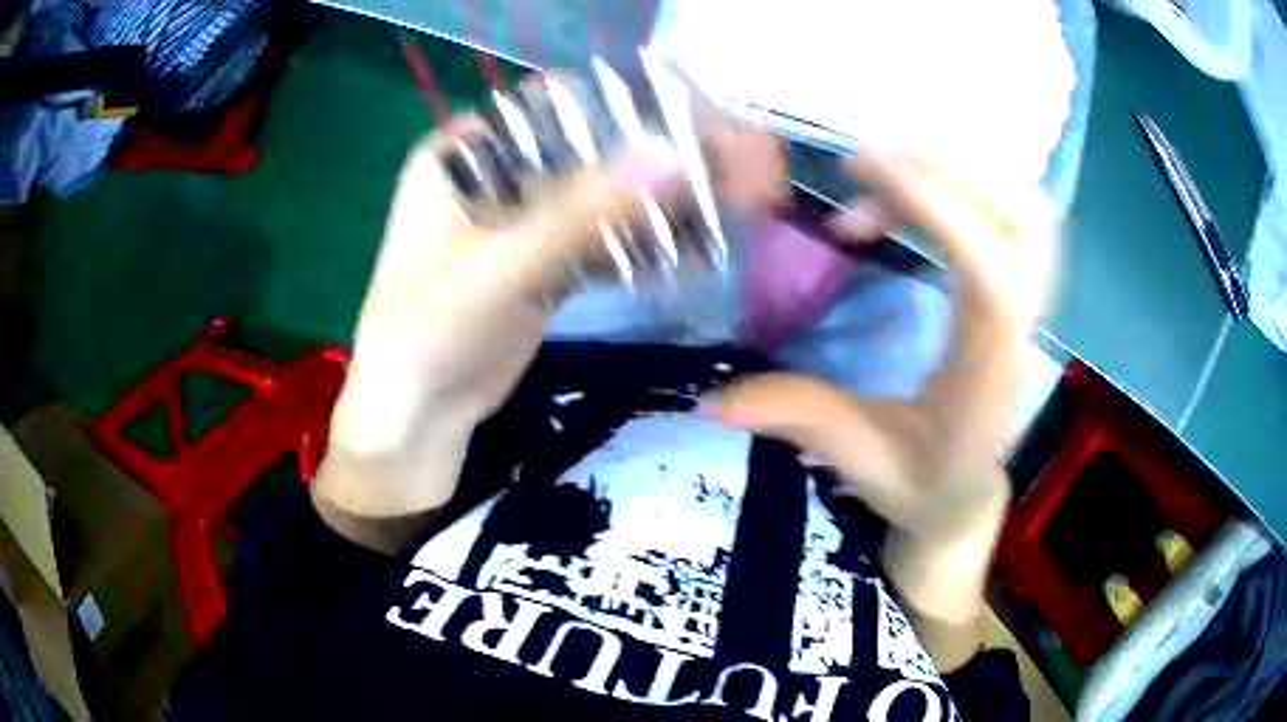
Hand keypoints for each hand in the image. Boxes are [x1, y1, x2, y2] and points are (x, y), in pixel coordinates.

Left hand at [314, 123, 681, 549]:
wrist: (418, 417)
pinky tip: (686, 246)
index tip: (690, 117)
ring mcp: (515, 220)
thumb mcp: (499, 266)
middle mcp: (488, 175)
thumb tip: (670, 153)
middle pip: (579, 151)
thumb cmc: (429, 332)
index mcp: (459, 155)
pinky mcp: (538, 261)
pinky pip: (594, 239)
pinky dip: (634, 243)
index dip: (618, 106)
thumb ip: (580, 210)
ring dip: (647, 203)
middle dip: (645, 158)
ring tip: (719, 200)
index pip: (549, 108)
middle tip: (720, 162)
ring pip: (593, 196)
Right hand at [701, 147, 1057, 665]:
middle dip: (955, 169)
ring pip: (1026, 208)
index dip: (944, 211)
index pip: (995, 280)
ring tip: (877, 173)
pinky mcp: (1011, 285)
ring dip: (956, 170)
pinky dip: (950, 187)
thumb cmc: (922, 485)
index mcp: (989, 378)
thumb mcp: (860, 463)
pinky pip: (1002, 212)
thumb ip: (799, 421)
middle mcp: (1022, 330)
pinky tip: (890, 204)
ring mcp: (1026, 303)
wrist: (963, 492)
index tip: (867, 168)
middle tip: (869, 159)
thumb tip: (709, 400)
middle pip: (1029, 223)